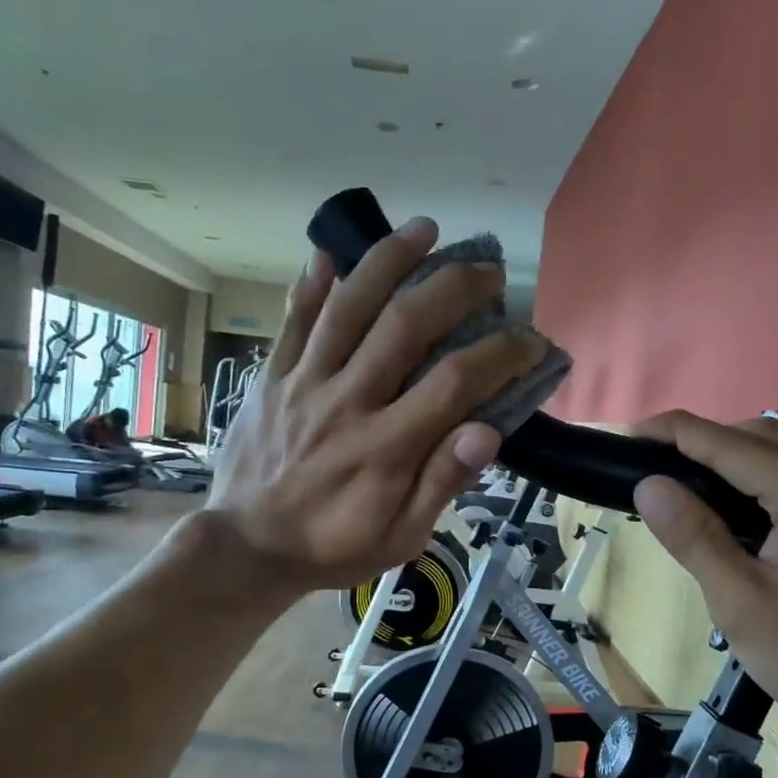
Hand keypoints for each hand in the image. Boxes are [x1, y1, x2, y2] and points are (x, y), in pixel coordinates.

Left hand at [207, 217, 544, 597]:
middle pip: (406, 325)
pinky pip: (292, 322)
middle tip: (488, 272)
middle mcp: (348, 402)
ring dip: (388, 260)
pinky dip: (311, 285)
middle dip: (454, 287)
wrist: (247, 548)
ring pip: (348, 307)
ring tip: (424, 229)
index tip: (531, 339)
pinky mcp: (271, 378)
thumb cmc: (333, 547)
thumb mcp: (400, 538)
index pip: (457, 382)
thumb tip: (487, 431)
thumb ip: (441, 482)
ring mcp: (304, 383)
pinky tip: (330, 253)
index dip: (502, 353)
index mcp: (388, 448)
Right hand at [630, 412, 777, 775]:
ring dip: (738, 456)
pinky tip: (744, 511)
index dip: (674, 432)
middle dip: (705, 441)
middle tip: (656, 470)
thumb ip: (694, 536)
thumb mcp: (740, 602)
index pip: (729, 443)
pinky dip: (766, 477)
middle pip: (763, 436)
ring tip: (694, 486)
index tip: (629, 437)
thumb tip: (649, 484)